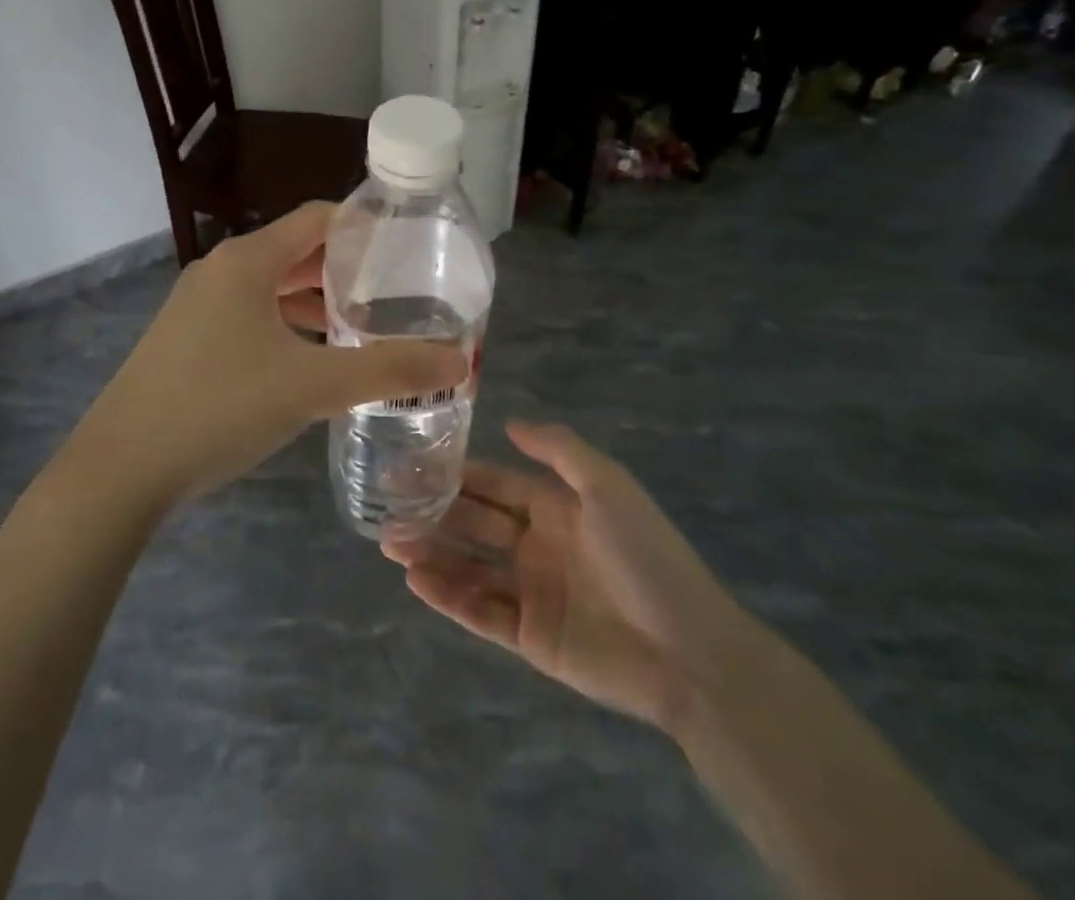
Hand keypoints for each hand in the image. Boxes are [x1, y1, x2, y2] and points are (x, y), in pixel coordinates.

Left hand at [71, 203, 469, 509]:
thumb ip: (388, 371)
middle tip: (398, 292)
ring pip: (272, 288)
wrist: (121, 468)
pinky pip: (250, 315)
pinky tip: (313, 359)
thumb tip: (459, 362)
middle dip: (346, 270)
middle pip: (296, 252)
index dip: (365, 226)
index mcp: (248, 261)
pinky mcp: (187, 338)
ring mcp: (198, 305)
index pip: (318, 218)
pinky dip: (287, 325)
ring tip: (365, 326)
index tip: (409, 247)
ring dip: (317, 302)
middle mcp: (221, 270)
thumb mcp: (312, 386)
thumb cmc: (219, 407)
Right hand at [383, 421, 752, 732]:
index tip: (412, 463)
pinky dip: (447, 596)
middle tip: (385, 505)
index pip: (492, 484)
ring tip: (389, 542)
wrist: (690, 652)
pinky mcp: (528, 637)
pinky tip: (417, 580)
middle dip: (432, 513)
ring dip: (430, 554)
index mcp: (553, 508)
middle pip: (472, 524)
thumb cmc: (647, 557)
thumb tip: (509, 422)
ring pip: (468, 567)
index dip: (455, 474)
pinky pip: (479, 612)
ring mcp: (529, 592)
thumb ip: (558, 450)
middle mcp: (535, 545)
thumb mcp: (608, 486)